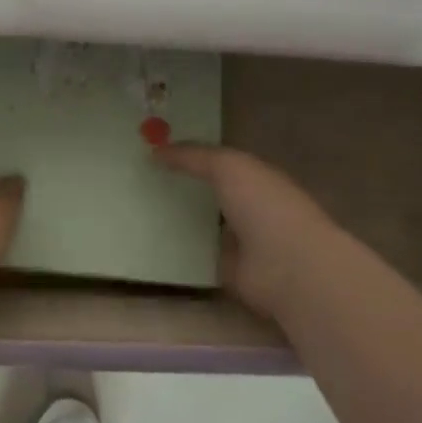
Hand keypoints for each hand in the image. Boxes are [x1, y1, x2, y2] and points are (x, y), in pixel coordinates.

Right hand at [155, 145, 338, 320]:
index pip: (219, 163)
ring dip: (174, 220)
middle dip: (178, 187)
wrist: (289, 268)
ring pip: (198, 224)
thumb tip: (156, 152)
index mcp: (256, 178)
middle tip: (138, 181)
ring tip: (133, 211)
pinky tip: (144, 243)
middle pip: (207, 194)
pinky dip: (175, 251)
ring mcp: (237, 242)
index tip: (153, 151)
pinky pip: (194, 255)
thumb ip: (194, 157)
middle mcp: (248, 207)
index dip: (190, 156)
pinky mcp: (225, 271)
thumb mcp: (228, 167)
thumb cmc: (265, 207)